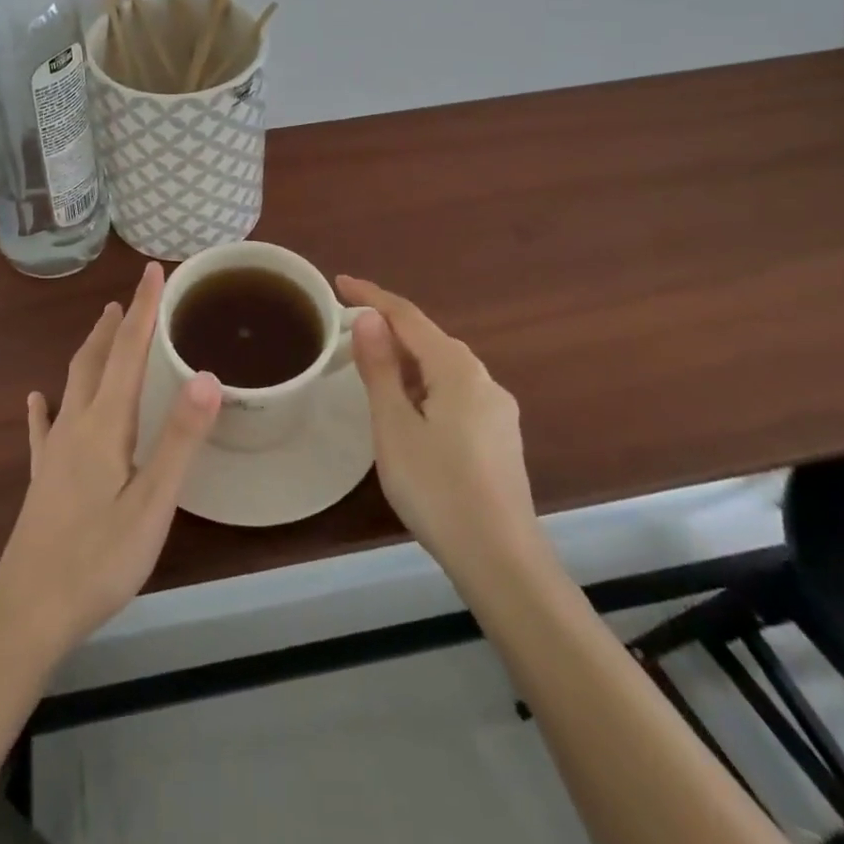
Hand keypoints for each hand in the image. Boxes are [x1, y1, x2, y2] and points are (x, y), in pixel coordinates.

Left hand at [0, 262, 220, 661]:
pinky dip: (46, 405)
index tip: (154, 271)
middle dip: (118, 323)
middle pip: (97, 359)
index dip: (143, 310)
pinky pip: (44, 427)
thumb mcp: (151, 504)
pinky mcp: (43, 478)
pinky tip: (37, 398)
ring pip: (73, 383)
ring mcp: (54, 452)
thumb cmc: (98, 560)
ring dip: (92, 350)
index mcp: (105, 425)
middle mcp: (76, 426)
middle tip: (132, 293)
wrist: (27, 613)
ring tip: (104, 327)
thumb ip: (179, 440)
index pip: (129, 352)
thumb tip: (206, 376)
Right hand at [337, 275, 541, 589]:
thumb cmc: (438, 489)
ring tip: (373, 368)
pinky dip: (426, 385)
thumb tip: (368, 318)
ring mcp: (498, 410)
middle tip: (349, 329)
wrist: (502, 561)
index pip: (408, 316)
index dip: (372, 296)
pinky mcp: (500, 437)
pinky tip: (411, 410)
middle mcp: (483, 379)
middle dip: (390, 328)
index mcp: (457, 369)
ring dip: (408, 359)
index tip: (340, 282)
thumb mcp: (395, 426)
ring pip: (444, 367)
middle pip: (429, 339)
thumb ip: (381, 368)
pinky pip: (456, 392)